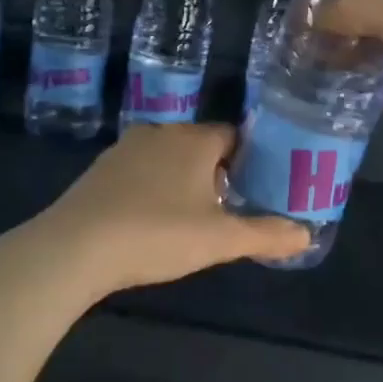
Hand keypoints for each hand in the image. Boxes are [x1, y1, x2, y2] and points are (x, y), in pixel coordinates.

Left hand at [39, 123, 308, 292]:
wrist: (75, 248)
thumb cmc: (157, 233)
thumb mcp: (220, 239)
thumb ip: (265, 234)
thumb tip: (307, 234)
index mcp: (195, 140)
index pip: (235, 135)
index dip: (252, 159)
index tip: (261, 186)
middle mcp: (161, 133)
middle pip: (202, 146)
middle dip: (220, 171)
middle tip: (233, 206)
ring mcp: (125, 149)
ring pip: (170, 158)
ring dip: (185, 180)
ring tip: (196, 216)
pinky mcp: (100, 171)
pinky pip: (141, 172)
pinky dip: (154, 188)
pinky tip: (153, 220)